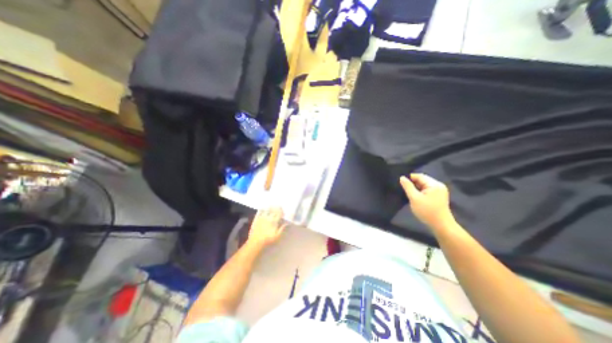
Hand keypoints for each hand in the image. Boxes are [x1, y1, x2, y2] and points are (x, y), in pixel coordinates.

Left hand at [247, 208, 284, 247]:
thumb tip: (287, 223)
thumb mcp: (277, 236)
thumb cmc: (268, 240)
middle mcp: (268, 218)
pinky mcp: (256, 219)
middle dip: (276, 208)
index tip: (282, 209)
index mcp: (274, 221)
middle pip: (273, 211)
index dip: (281, 211)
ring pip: (267, 210)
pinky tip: (262, 208)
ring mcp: (262, 218)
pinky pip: (259, 212)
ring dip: (270, 207)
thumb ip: (282, 229)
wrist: (256, 242)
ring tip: (271, 205)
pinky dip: (261, 209)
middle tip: (278, 206)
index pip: (279, 214)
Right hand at [400, 173, 455, 228]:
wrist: (441, 226)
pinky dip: (420, 192)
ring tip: (407, 192)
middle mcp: (438, 185)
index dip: (409, 178)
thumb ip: (408, 187)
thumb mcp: (414, 198)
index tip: (400, 182)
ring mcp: (439, 191)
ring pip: (424, 185)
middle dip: (412, 183)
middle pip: (422, 180)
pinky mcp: (438, 196)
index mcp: (434, 184)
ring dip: (416, 188)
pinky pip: (427, 190)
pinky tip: (414, 196)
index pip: (419, 176)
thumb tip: (402, 177)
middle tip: (402, 188)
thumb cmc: (427, 211)